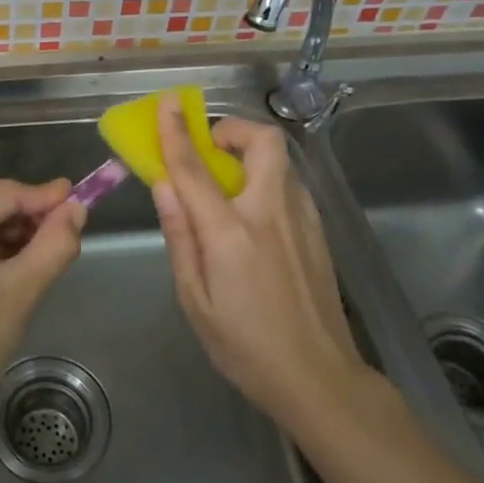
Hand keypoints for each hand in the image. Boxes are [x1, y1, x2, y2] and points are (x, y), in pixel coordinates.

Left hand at [0, 179, 85, 447]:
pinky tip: (6, 273)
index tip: (82, 201)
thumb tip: (76, 210)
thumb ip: (53, 245)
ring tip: (40, 261)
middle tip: (64, 241)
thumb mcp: (19, 293)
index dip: (46, 198)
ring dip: (5, 240)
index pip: (5, 193)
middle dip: (26, 223)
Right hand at [153, 101, 377, 434]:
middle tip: (210, 148)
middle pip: (263, 142)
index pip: (196, 168)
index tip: (168, 104)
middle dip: (234, 129)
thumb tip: (164, 186)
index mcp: (232, 233)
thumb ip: (180, 236)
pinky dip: (267, 180)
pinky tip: (254, 216)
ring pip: (281, 161)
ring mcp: (302, 220)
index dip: (177, 132)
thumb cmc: (245, 345)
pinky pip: (290, 186)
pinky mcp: (318, 231)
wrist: (319, 378)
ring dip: (251, 155)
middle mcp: (271, 213)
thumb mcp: (195, 300)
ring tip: (227, 184)